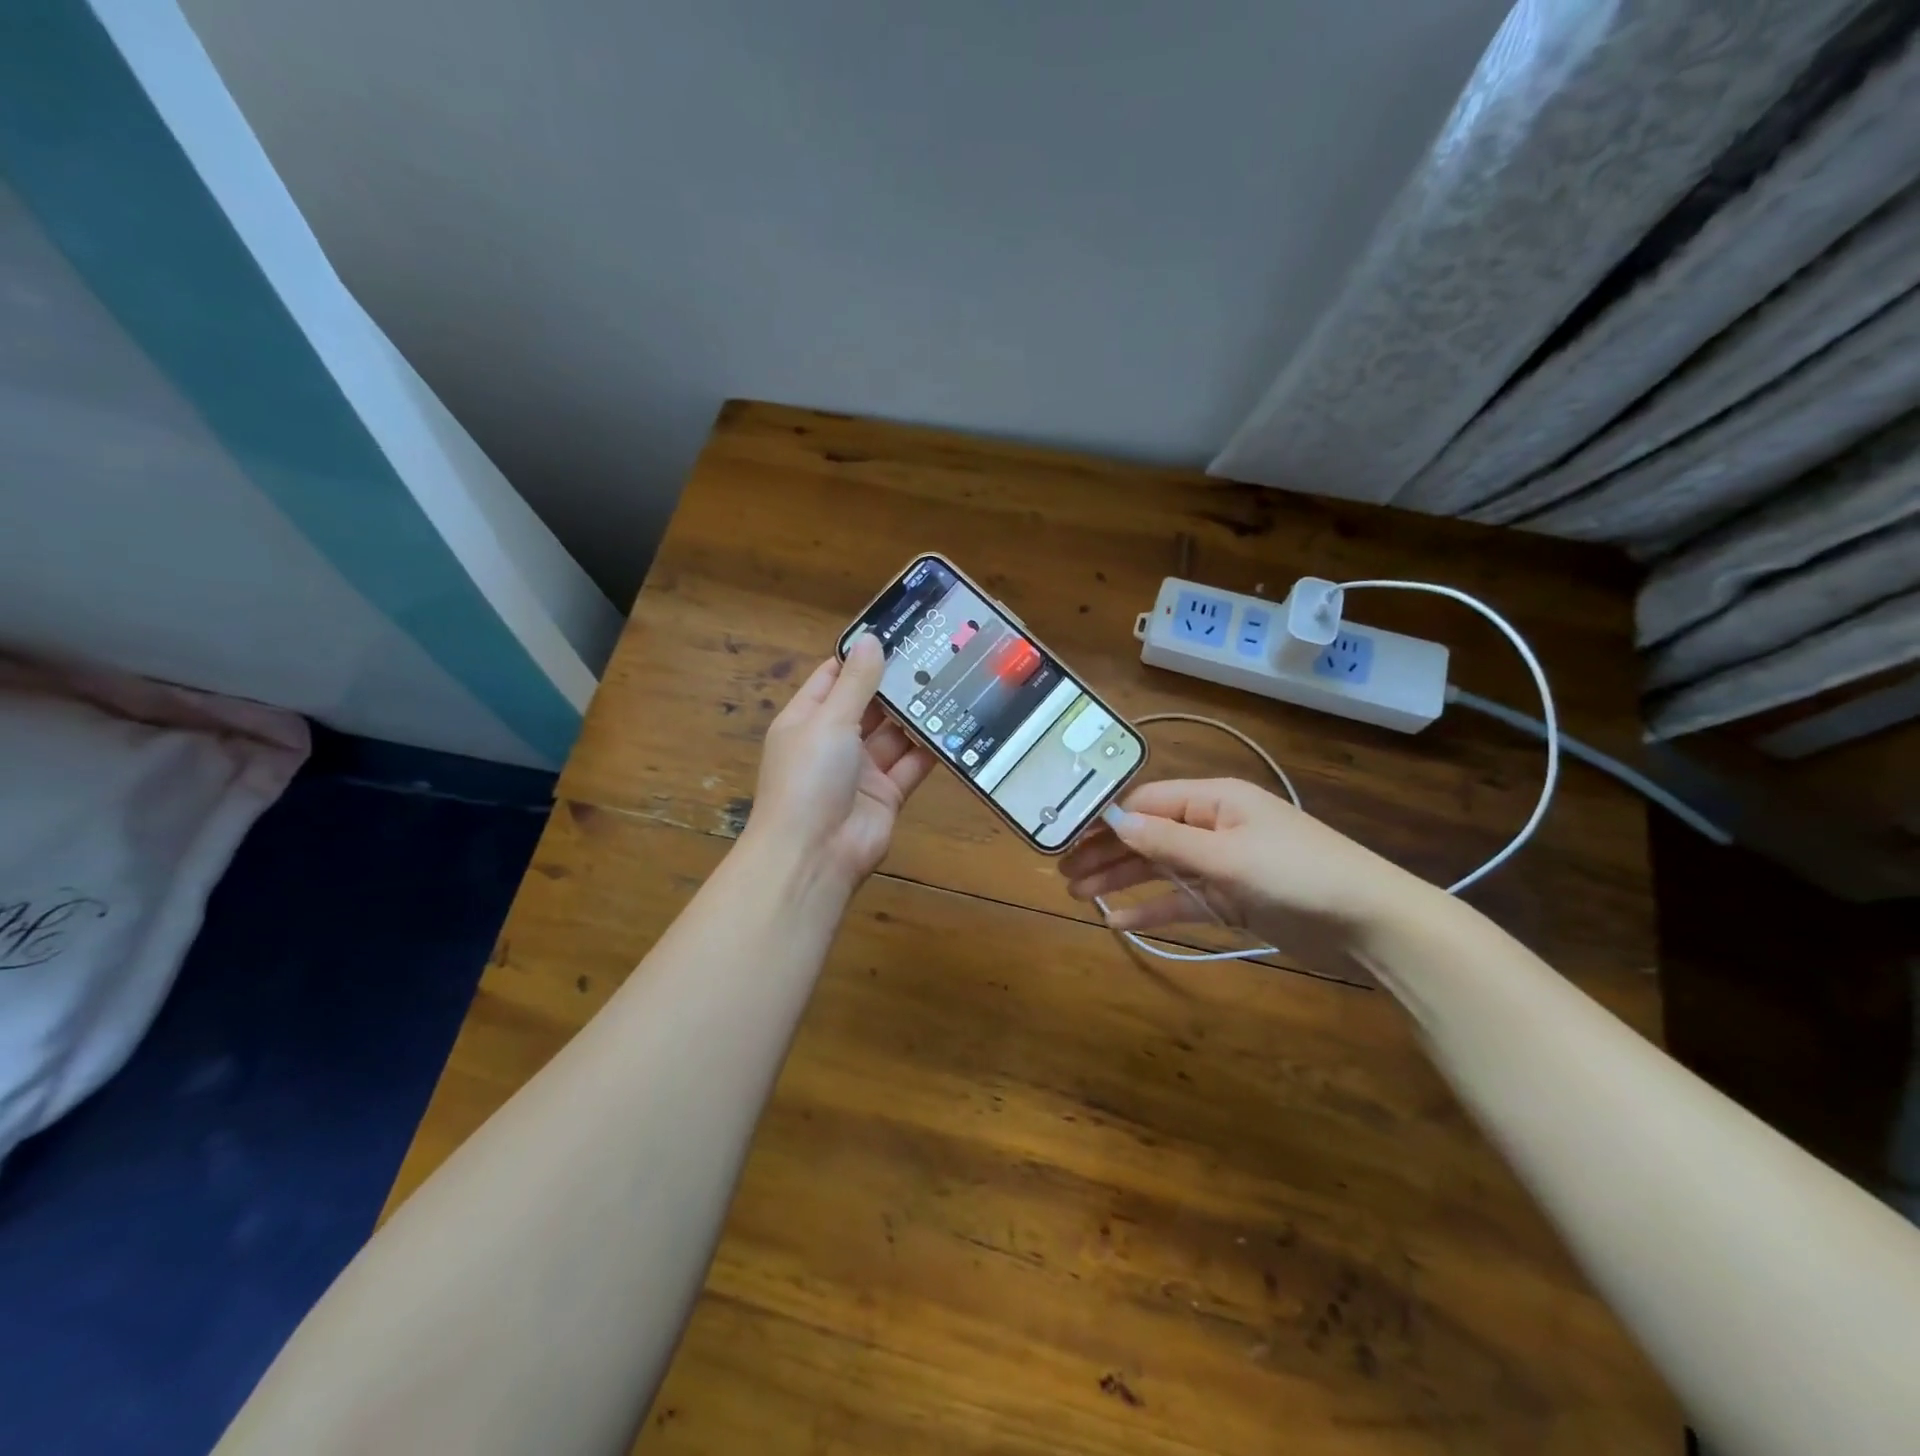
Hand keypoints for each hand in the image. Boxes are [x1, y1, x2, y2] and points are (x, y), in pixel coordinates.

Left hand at [744, 634, 935, 894]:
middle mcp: (833, 741)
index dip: (861, 657)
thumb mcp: (829, 721)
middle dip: (896, 684)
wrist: (814, 855)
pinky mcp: (887, 794)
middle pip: (868, 705)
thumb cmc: (809, 778)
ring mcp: (861, 770)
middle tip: (936, 655)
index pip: (834, 678)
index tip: (897, 633)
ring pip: (893, 734)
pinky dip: (930, 749)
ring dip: (916, 715)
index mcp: (807, 720)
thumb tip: (871, 640)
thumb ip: (856, 683)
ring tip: (952, 682)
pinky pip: (911, 764)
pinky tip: (955, 726)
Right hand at [1058, 778, 1431, 966]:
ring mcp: (1223, 863)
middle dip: (1106, 853)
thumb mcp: (1227, 856)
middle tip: (1063, 873)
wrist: (1371, 922)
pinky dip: (1154, 909)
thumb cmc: (1297, 874)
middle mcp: (1213, 825)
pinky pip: (1183, 899)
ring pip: (1160, 868)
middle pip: (1147, 836)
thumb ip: (1167, 842)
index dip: (1105, 820)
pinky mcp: (1233, 898)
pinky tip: (1120, 921)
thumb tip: (1113, 822)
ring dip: (1122, 881)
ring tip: (1079, 895)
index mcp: (1214, 800)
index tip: (1065, 837)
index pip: (1146, 803)